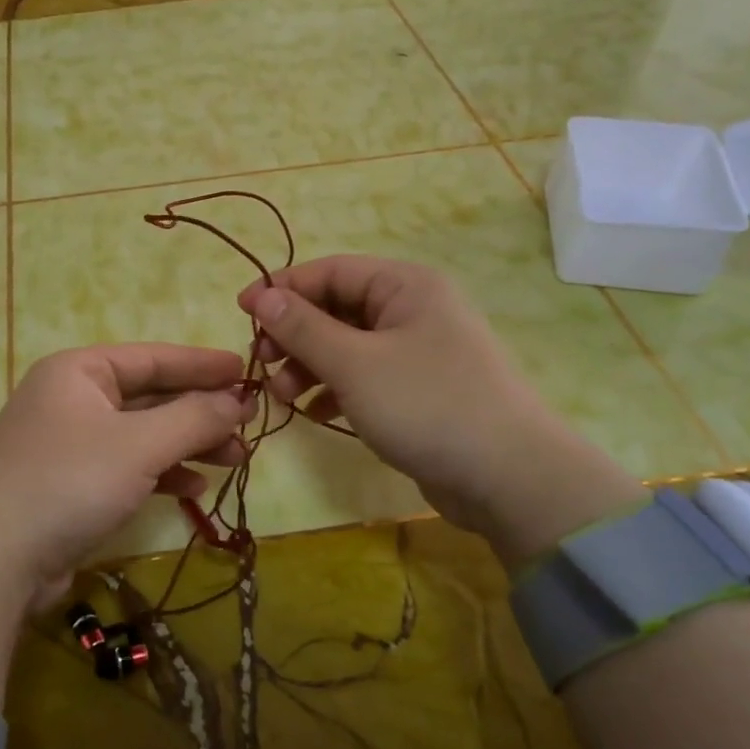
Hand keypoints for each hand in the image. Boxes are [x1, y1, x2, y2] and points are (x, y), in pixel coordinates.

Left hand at [0, 345, 254, 614]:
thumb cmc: (69, 482)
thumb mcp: (140, 444)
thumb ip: (194, 417)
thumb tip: (238, 400)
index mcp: (79, 371)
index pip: (152, 357)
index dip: (201, 364)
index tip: (245, 371)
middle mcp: (72, 400)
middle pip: (149, 396)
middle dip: (200, 412)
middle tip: (249, 425)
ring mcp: (69, 444)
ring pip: (142, 435)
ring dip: (188, 445)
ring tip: (236, 460)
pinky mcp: (71, 485)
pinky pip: (127, 467)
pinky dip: (161, 473)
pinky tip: (194, 488)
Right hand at [238, 257, 644, 565]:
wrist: (508, 478)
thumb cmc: (427, 405)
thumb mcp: (354, 364)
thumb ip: (303, 328)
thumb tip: (262, 296)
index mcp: (404, 286)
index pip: (329, 271)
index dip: (282, 290)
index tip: (241, 314)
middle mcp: (411, 309)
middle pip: (334, 309)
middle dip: (294, 337)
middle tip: (263, 366)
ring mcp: (415, 351)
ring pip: (345, 346)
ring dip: (309, 367)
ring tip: (285, 398)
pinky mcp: (416, 390)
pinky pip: (362, 377)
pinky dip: (333, 390)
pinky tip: (314, 413)